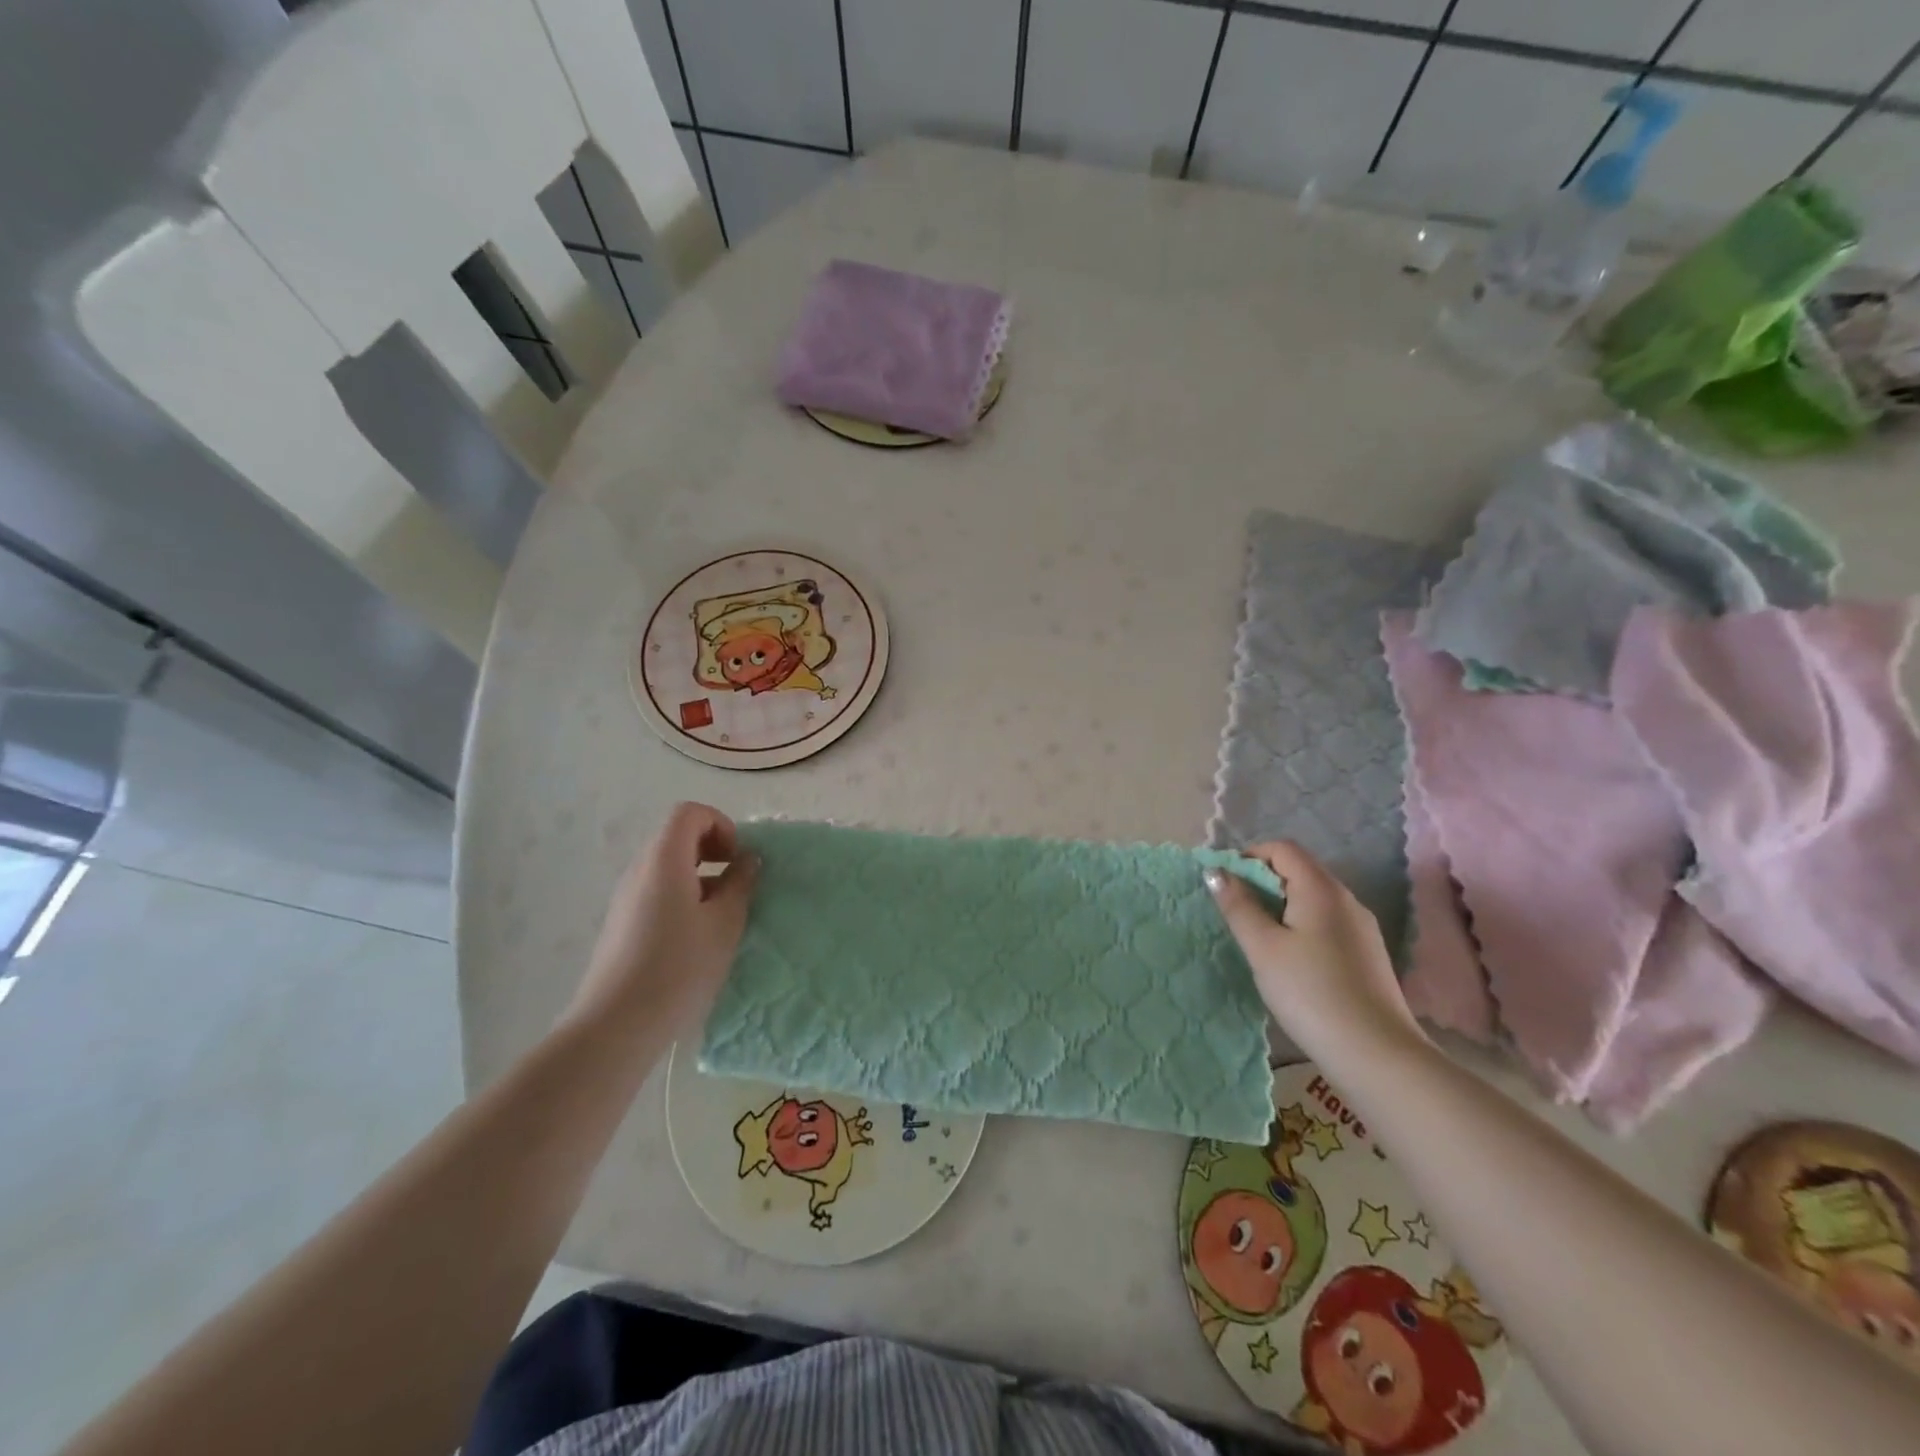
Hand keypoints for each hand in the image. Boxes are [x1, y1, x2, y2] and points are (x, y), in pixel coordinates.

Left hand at [566, 802, 757, 1035]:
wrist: (616, 1025)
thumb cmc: (679, 967)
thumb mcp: (724, 923)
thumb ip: (740, 884)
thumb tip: (747, 859)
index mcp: (664, 860)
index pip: (689, 813)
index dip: (721, 824)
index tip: (738, 858)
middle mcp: (639, 870)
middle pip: (676, 837)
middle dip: (713, 850)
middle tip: (737, 883)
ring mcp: (625, 898)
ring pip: (667, 867)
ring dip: (699, 876)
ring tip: (721, 915)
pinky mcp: (620, 925)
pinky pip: (656, 892)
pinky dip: (682, 897)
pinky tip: (696, 938)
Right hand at [1208, 841, 1424, 1060]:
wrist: (1375, 1054)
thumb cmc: (1310, 992)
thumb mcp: (1263, 947)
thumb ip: (1238, 906)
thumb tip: (1216, 871)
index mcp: (1321, 889)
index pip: (1283, 849)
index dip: (1249, 856)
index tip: (1225, 884)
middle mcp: (1347, 899)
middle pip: (1299, 871)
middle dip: (1263, 882)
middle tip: (1235, 912)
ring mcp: (1362, 928)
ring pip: (1313, 899)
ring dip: (1281, 905)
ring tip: (1258, 938)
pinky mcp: (1367, 954)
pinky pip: (1327, 923)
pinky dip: (1301, 926)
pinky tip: (1290, 960)